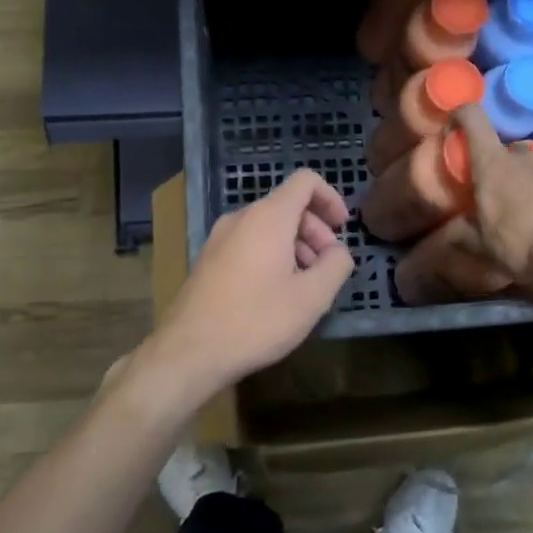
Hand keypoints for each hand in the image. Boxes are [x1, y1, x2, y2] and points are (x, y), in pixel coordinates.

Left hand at [150, 169, 354, 399]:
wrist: (189, 351)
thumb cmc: (256, 320)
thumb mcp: (312, 298)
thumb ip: (336, 265)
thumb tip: (338, 251)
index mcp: (268, 217)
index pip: (305, 181)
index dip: (330, 198)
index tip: (343, 229)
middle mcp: (241, 217)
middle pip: (288, 205)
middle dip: (315, 229)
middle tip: (328, 267)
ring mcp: (220, 237)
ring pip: (268, 226)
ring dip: (295, 245)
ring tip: (305, 284)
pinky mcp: (209, 259)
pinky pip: (249, 242)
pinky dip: (272, 254)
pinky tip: (277, 293)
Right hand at [451, 104, 532, 291]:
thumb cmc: (520, 241)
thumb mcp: (481, 244)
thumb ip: (460, 233)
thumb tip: (443, 237)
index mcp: (492, 162)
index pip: (473, 117)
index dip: (461, 115)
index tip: (452, 128)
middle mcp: (522, 157)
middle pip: (504, 146)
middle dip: (495, 162)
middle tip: (488, 187)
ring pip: (529, 164)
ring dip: (520, 178)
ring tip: (516, 207)